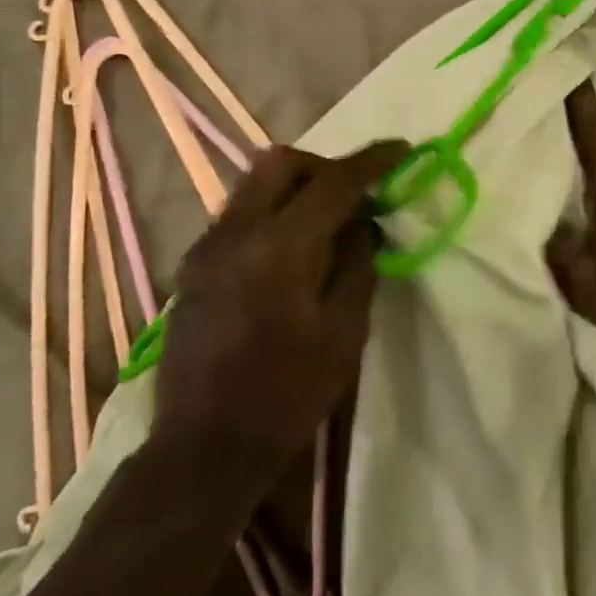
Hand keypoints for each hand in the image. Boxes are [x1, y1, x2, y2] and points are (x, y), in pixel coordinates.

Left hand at [152, 141, 407, 478]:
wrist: (204, 447)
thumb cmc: (287, 394)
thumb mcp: (344, 333)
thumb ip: (357, 265)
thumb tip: (363, 222)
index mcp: (277, 249)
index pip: (331, 182)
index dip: (371, 161)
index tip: (403, 148)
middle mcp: (233, 234)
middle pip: (279, 162)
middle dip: (324, 165)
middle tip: (356, 194)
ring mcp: (205, 248)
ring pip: (253, 185)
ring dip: (296, 187)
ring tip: (328, 224)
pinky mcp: (193, 267)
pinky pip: (239, 215)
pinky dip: (273, 212)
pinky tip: (292, 253)